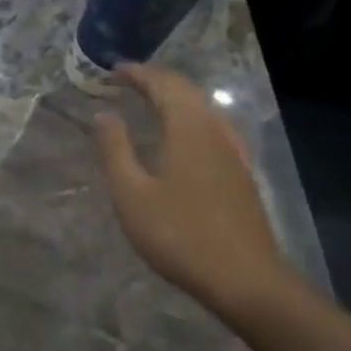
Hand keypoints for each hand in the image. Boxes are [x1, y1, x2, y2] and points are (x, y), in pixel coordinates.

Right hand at [93, 64, 304, 324]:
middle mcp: (215, 131)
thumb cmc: (180, 235)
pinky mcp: (241, 174)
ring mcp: (234, 153)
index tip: (114, 70)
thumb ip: (115, 150)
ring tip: (151, 101)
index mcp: (188, 129)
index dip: (138, 74)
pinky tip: (183, 136)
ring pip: (203, 109)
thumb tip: (104, 114)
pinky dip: (190, 117)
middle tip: (129, 79)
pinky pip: (212, 127)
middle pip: (187, 92)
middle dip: (157, 81)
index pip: (163, 86)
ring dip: (175, 98)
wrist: (246, 280)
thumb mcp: (132, 195)